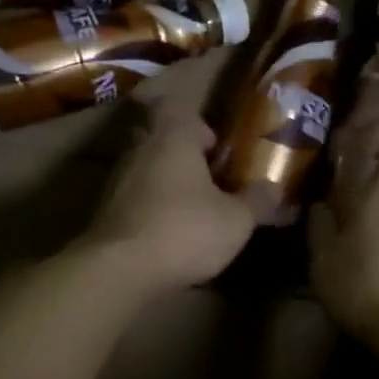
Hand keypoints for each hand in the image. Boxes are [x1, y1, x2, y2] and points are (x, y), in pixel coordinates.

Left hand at [81, 104, 255, 291]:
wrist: (120, 270)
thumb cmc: (185, 230)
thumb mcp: (236, 220)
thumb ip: (256, 200)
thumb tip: (273, 188)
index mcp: (172, 138)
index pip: (176, 108)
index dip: (197, 124)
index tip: (215, 148)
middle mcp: (139, 150)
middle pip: (158, 139)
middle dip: (181, 154)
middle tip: (207, 177)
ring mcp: (117, 181)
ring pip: (144, 168)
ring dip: (165, 182)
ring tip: (191, 208)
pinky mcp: (104, 212)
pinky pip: (132, 198)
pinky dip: (149, 207)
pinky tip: (168, 232)